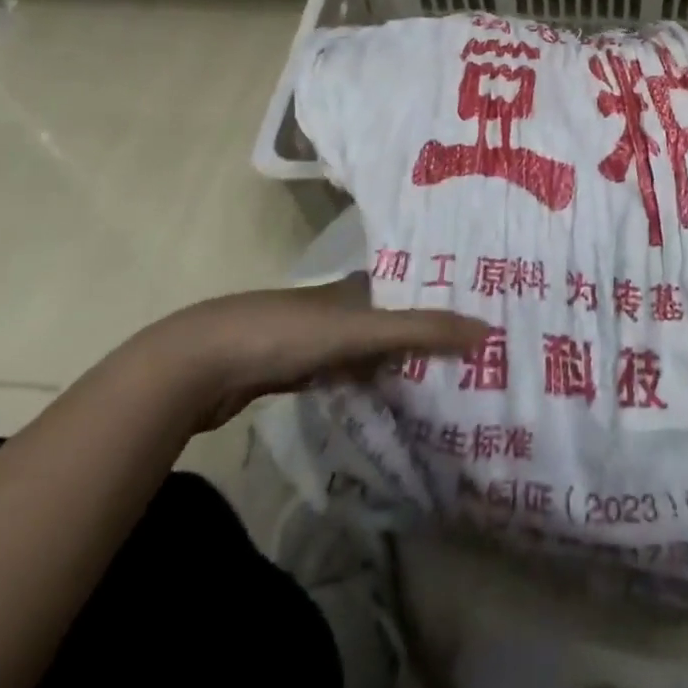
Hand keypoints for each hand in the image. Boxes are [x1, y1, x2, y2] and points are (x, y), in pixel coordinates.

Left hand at [130, 277, 490, 431]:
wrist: (199, 365)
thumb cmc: (287, 333)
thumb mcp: (361, 329)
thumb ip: (421, 330)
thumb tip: (487, 330)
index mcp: (357, 286)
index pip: (413, 288)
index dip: (444, 300)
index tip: (481, 319)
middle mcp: (339, 305)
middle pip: (393, 319)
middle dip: (426, 335)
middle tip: (471, 359)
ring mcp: (313, 338)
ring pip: (369, 349)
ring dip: (398, 363)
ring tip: (440, 384)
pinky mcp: (292, 371)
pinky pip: (344, 376)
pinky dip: (366, 384)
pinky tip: (384, 401)